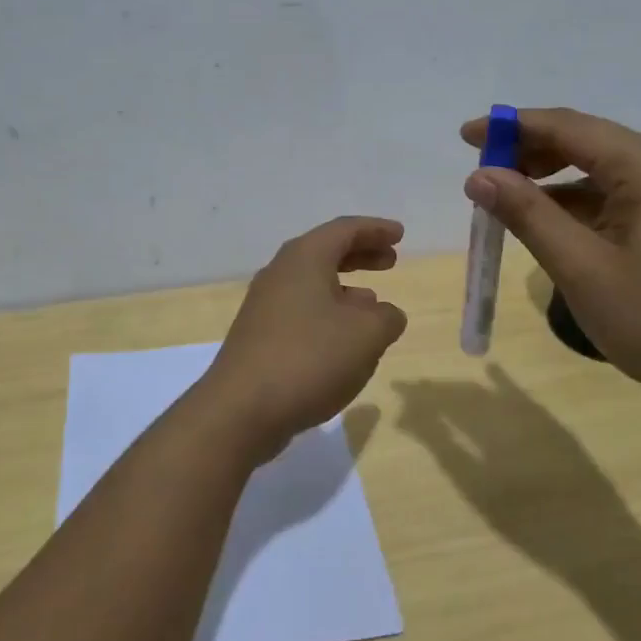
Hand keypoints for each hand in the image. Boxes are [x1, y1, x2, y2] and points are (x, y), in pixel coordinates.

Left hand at [199, 216, 408, 460]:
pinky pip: (301, 311)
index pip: (344, 229)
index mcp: (304, 258)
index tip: (400, 235)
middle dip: (360, 254)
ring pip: (312, 283)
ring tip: (373, 303)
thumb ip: (386, 317)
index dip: (375, 230)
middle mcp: (280, 273)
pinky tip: (343, 340)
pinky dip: (328, 313)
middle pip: (325, 252)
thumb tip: (386, 314)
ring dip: (345, 288)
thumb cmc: (310, 358)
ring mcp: (265, 306)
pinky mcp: (259, 337)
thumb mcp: (366, 335)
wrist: (241, 410)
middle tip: (390, 261)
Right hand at [461, 108, 640, 412]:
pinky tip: (551, 228)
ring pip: (600, 172)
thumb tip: (479, 176)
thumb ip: (527, 215)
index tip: (464, 136)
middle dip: (528, 154)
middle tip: (481, 176)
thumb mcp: (581, 267)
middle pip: (584, 142)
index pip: (565, 126)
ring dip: (552, 183)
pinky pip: (618, 197)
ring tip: (506, 205)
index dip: (510, 127)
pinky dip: (579, 206)